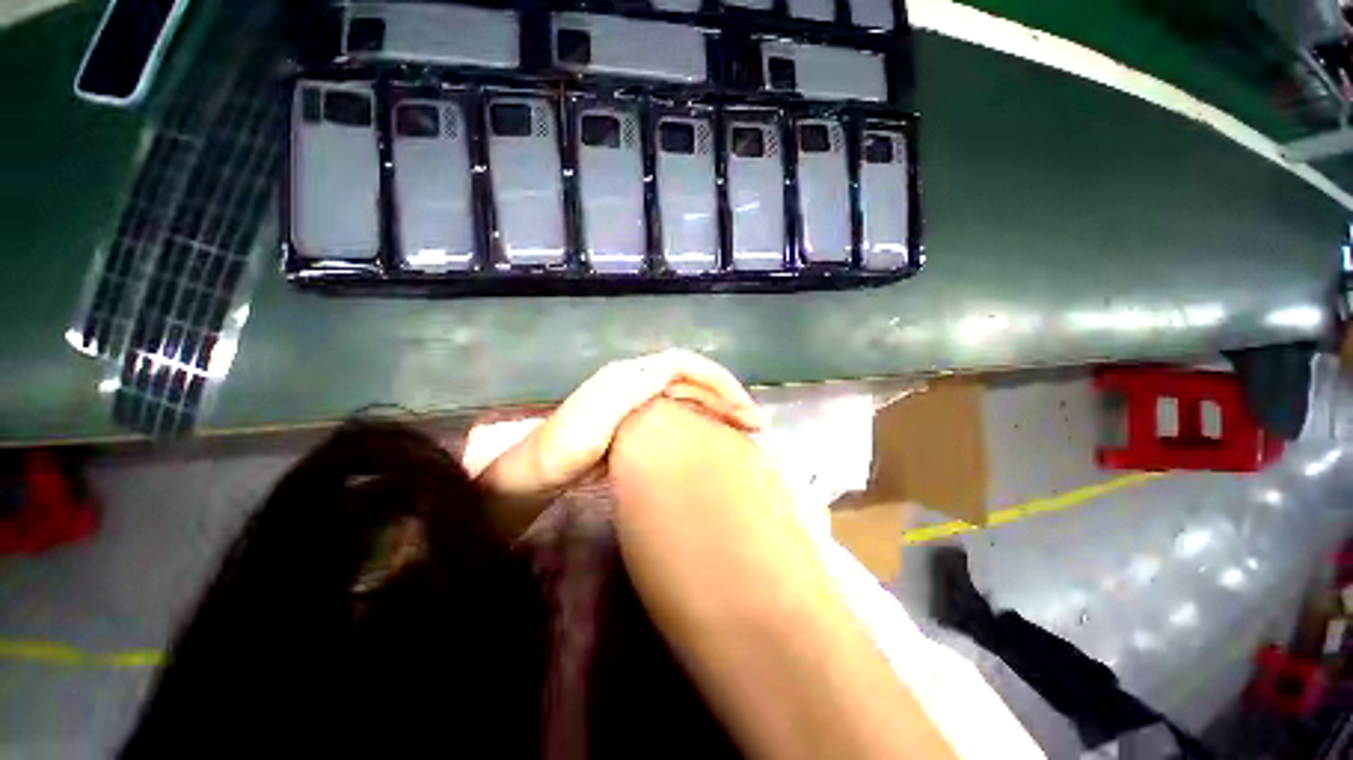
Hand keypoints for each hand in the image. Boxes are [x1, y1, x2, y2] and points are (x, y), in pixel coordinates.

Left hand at [474, 350, 762, 532]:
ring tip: (744, 432)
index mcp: (631, 376)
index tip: (744, 410)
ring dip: (718, 409)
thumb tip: (673, 370)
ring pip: (689, 397)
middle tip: (755, 426)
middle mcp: (638, 382)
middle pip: (692, 380)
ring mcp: (639, 404)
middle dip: (726, 396)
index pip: (685, 365)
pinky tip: (713, 440)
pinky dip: (701, 423)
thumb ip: (632, 389)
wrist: (536, 475)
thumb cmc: (563, 448)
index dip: (718, 381)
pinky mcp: (638, 425)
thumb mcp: (595, 417)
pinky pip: (679, 416)